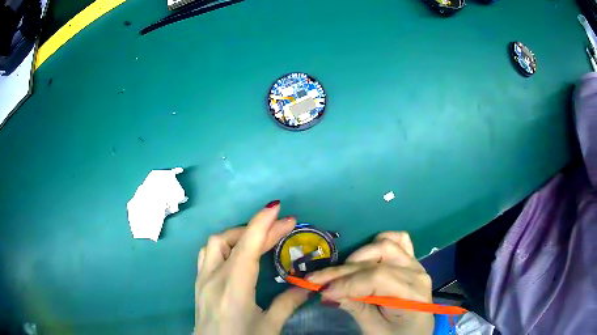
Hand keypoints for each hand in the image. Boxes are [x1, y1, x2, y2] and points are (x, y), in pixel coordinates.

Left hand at [195, 201, 308, 334]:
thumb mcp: (269, 326)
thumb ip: (288, 303)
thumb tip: (307, 287)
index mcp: (233, 289)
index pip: (246, 248)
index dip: (261, 224)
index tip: (277, 208)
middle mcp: (213, 278)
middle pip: (232, 241)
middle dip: (259, 228)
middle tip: (284, 226)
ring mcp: (202, 279)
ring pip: (215, 243)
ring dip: (238, 235)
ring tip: (260, 239)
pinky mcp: (199, 283)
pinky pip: (208, 253)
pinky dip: (225, 245)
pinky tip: (237, 253)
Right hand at [307, 232, 433, 334]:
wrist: (416, 332)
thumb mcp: (374, 329)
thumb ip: (355, 308)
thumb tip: (328, 291)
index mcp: (412, 295)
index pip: (377, 278)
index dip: (347, 283)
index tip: (322, 291)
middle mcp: (416, 273)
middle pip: (376, 261)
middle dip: (342, 271)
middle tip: (317, 280)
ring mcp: (416, 264)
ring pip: (385, 245)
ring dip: (358, 256)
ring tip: (342, 272)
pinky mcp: (411, 260)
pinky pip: (399, 240)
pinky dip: (379, 242)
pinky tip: (366, 255)